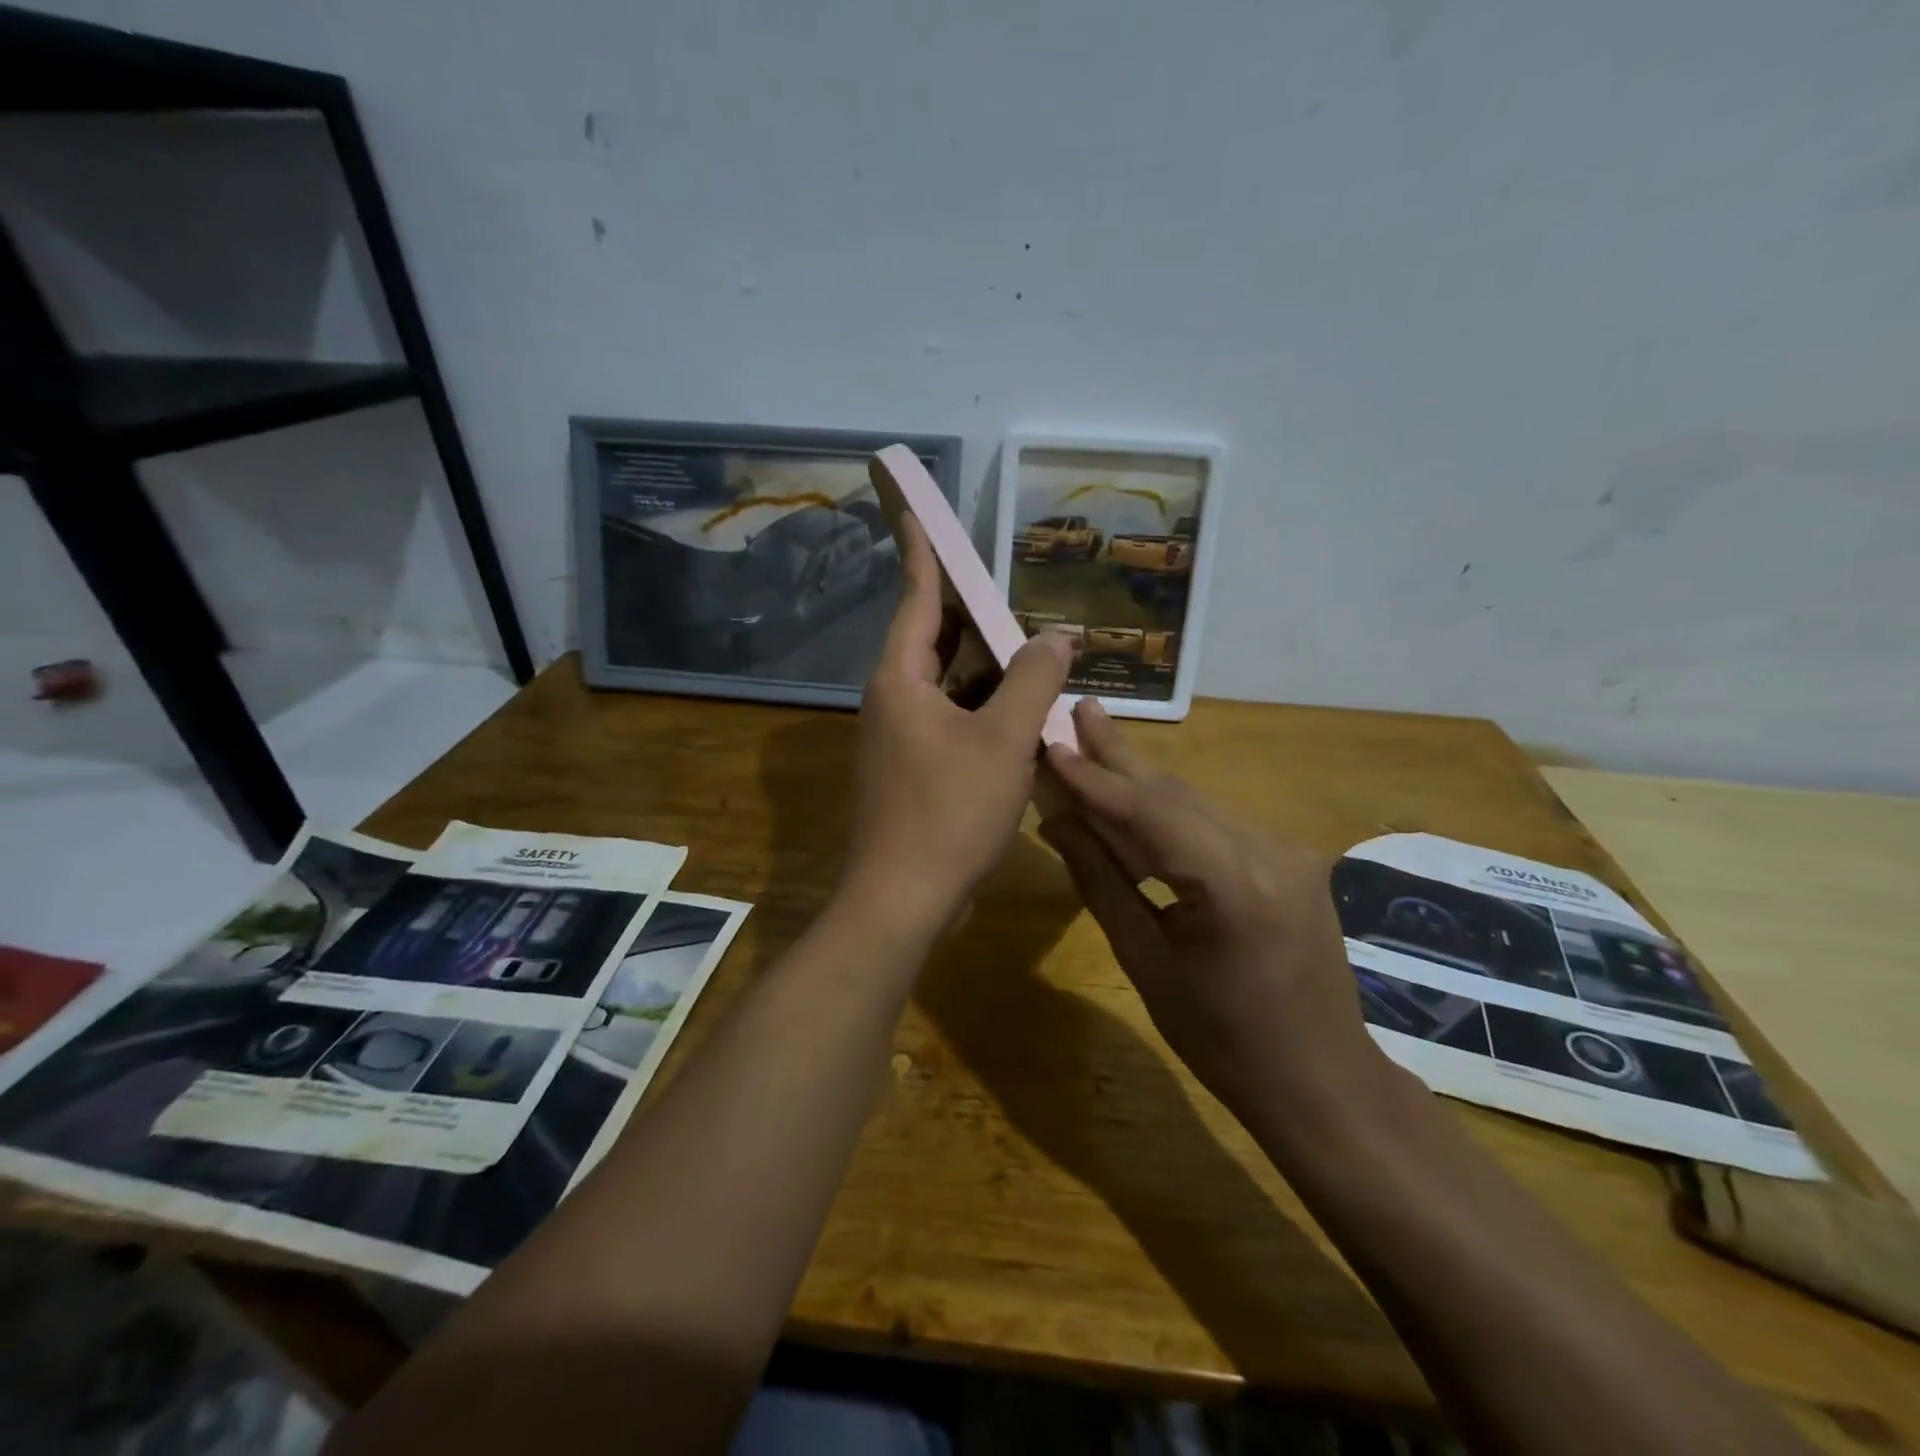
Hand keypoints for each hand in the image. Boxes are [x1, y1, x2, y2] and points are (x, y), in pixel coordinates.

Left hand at [843, 515, 1074, 935]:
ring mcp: (901, 739)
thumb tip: (1058, 635)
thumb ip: (1033, 680)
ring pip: (948, 686)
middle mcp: (893, 701)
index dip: (922, 552)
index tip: (915, 510)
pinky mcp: (914, 772)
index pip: (917, 598)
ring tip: (1033, 650)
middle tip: (1013, 593)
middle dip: (974, 616)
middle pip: (934, 640)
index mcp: (901, 680)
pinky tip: (1023, 714)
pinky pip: (952, 722)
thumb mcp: (1005, 740)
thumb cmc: (949, 812)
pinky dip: (985, 711)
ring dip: (988, 670)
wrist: (904, 900)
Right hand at [1040, 700, 1381, 1118]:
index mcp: (1234, 884)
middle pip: (1176, 793)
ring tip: (1095, 741)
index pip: (1148, 813)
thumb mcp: (1148, 964)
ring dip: (1142, 781)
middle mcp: (1269, 850)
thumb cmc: (1222, 1039)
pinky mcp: (1291, 858)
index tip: (1052, 744)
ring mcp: (1287, 850)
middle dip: (1120, 754)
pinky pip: (1216, 824)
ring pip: (1196, 804)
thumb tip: (1059, 822)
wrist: (1321, 1080)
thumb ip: (1102, 882)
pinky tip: (1137, 798)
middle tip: (1080, 709)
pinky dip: (1171, 812)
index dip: (1094, 779)